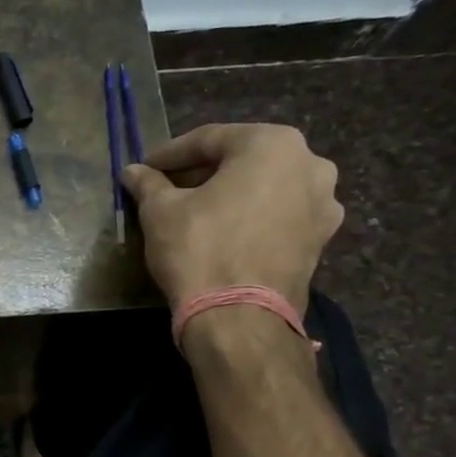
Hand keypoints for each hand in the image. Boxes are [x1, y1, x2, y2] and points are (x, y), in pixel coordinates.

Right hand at [120, 123, 343, 309]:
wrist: (239, 317)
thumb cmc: (199, 250)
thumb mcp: (161, 212)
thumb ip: (149, 184)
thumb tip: (133, 171)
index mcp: (272, 144)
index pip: (209, 139)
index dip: (169, 154)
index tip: (144, 168)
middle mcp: (310, 164)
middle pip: (242, 160)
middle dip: (202, 173)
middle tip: (166, 189)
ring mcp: (323, 203)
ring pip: (263, 187)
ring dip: (228, 194)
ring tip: (195, 212)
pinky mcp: (320, 239)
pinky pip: (278, 215)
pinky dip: (249, 217)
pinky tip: (222, 233)